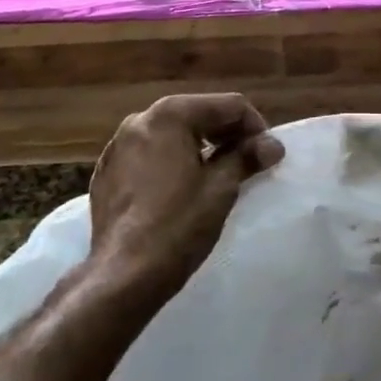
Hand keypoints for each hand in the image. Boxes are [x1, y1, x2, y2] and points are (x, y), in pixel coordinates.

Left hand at [87, 93, 283, 305]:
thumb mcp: (221, 188)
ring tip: (218, 177)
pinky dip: (172, 163)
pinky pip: (150, 155)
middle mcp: (139, 120)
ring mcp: (118, 146)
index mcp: (169, 115)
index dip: (256, 128)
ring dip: (200, 148)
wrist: (123, 275)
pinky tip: (182, 191)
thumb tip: (273, 145)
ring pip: (172, 134)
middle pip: (198, 114)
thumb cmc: (178, 225)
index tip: (267, 156)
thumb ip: (247, 157)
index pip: (228, 105)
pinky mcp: (107, 172)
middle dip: (227, 135)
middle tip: (248, 164)